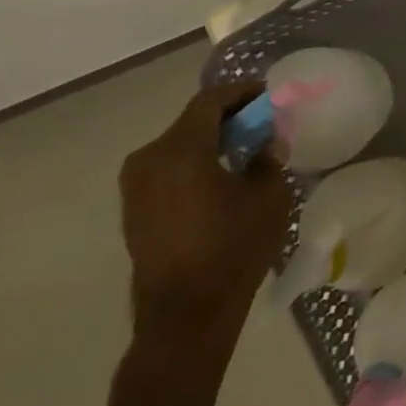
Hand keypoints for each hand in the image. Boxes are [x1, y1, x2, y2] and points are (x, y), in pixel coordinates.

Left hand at [116, 81, 290, 345]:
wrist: (187, 313)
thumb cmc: (233, 246)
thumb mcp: (269, 195)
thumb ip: (268, 158)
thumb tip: (265, 143)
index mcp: (180, 151)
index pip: (210, 101)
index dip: (242, 92)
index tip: (271, 95)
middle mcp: (148, 161)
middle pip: (192, 121)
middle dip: (229, 116)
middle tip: (264, 122)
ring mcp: (135, 188)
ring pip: (179, 145)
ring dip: (212, 140)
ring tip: (247, 149)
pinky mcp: (135, 210)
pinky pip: (169, 169)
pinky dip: (196, 162)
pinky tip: (223, 176)